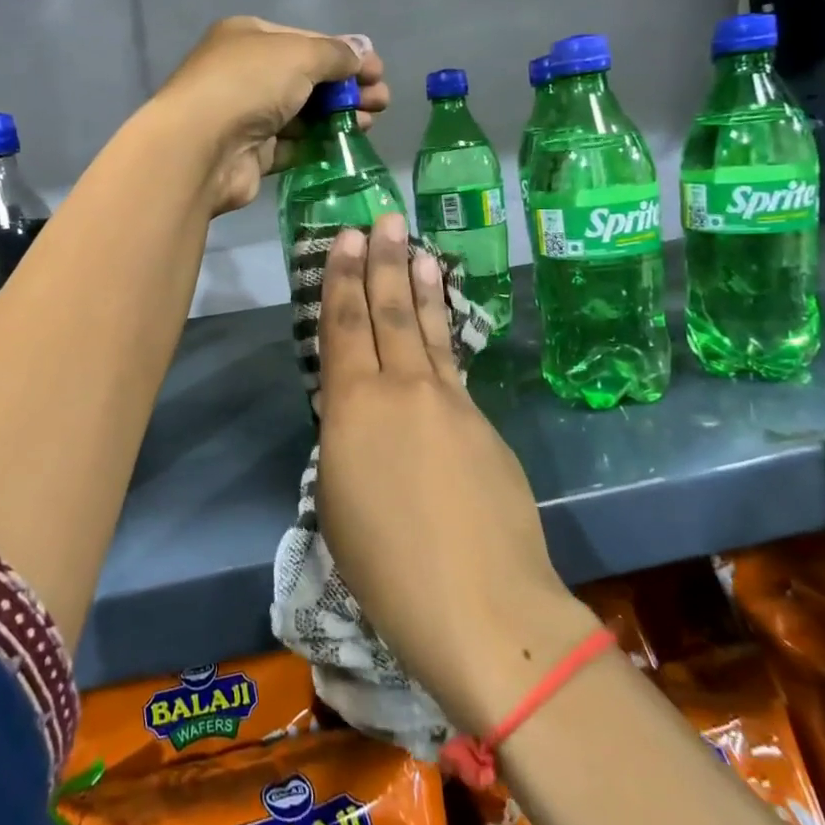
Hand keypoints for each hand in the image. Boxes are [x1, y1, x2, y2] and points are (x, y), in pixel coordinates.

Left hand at [151, 17, 388, 215]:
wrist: (200, 148)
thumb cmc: (249, 85)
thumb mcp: (300, 55)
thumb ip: (336, 54)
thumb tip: (363, 52)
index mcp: (249, 38)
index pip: (306, 41)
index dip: (345, 55)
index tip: (378, 72)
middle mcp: (245, 73)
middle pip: (306, 79)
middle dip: (346, 88)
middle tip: (381, 102)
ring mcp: (246, 115)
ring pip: (301, 114)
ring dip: (337, 116)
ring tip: (370, 123)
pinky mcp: (251, 154)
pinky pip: (291, 146)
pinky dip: (317, 144)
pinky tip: (344, 145)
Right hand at [313, 214, 596, 734]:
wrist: (480, 605)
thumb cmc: (385, 566)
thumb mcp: (339, 498)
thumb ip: (347, 441)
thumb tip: (360, 419)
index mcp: (354, 407)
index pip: (345, 326)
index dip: (342, 280)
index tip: (345, 239)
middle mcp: (402, 389)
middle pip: (390, 313)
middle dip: (383, 262)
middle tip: (383, 220)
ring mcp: (451, 404)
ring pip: (430, 332)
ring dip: (421, 287)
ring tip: (418, 251)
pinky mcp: (484, 426)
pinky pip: (454, 367)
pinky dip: (445, 335)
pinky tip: (443, 324)